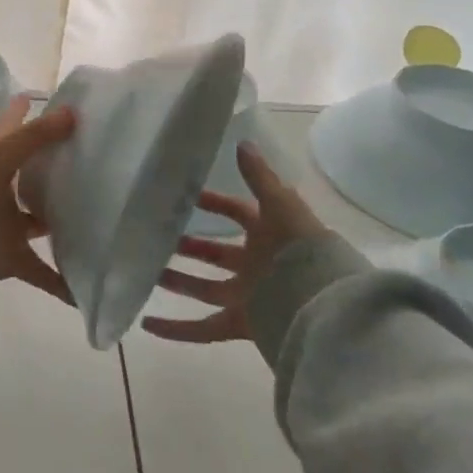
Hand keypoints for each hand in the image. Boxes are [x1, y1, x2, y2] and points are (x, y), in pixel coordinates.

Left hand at [0, 95, 75, 301]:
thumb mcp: (2, 153)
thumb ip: (36, 134)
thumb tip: (72, 112)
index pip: (8, 129)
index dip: (19, 112)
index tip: (35, 96)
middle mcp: (0, 191)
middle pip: (27, 178)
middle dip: (49, 173)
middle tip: (86, 163)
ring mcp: (5, 225)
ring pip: (37, 223)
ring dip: (58, 223)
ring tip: (94, 218)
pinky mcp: (11, 257)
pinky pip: (41, 273)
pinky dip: (61, 284)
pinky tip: (85, 291)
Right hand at [141, 142, 328, 342]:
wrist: (325, 306)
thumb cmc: (301, 250)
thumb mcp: (280, 205)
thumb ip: (260, 177)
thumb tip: (242, 142)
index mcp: (269, 234)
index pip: (237, 213)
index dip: (213, 203)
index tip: (184, 197)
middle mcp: (257, 265)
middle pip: (217, 253)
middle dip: (190, 245)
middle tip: (158, 236)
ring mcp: (249, 296)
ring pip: (204, 288)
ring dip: (177, 282)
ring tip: (146, 273)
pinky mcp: (241, 324)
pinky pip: (202, 328)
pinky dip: (175, 329)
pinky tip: (148, 324)